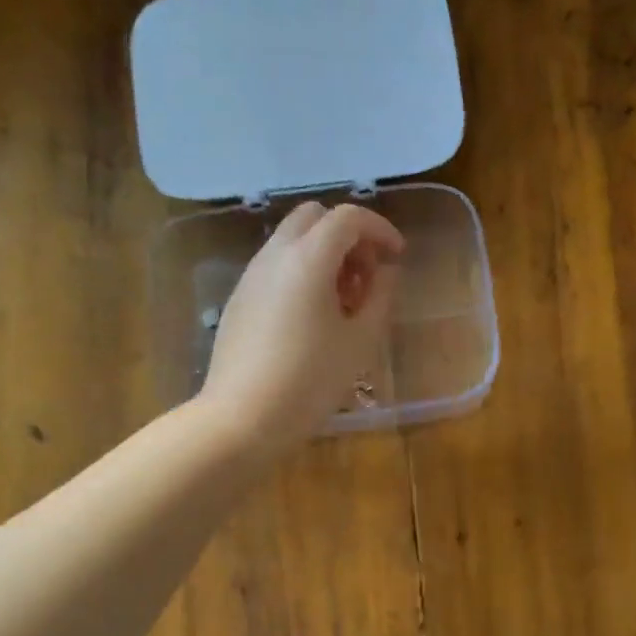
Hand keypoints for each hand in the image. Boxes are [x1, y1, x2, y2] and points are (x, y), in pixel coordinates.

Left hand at [198, 201, 405, 451]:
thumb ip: (380, 297)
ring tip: (343, 302)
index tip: (397, 256)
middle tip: (367, 275)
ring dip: (323, 254)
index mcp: (308, 258)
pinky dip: (300, 273)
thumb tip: (386, 272)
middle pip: (314, 217)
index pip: (348, 218)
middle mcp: (275, 255)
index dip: (379, 229)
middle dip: (347, 235)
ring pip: (291, 241)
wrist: (242, 417)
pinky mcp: (239, 299)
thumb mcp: (359, 341)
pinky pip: (275, 267)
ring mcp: (251, 276)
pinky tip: (312, 318)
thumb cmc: (310, 380)